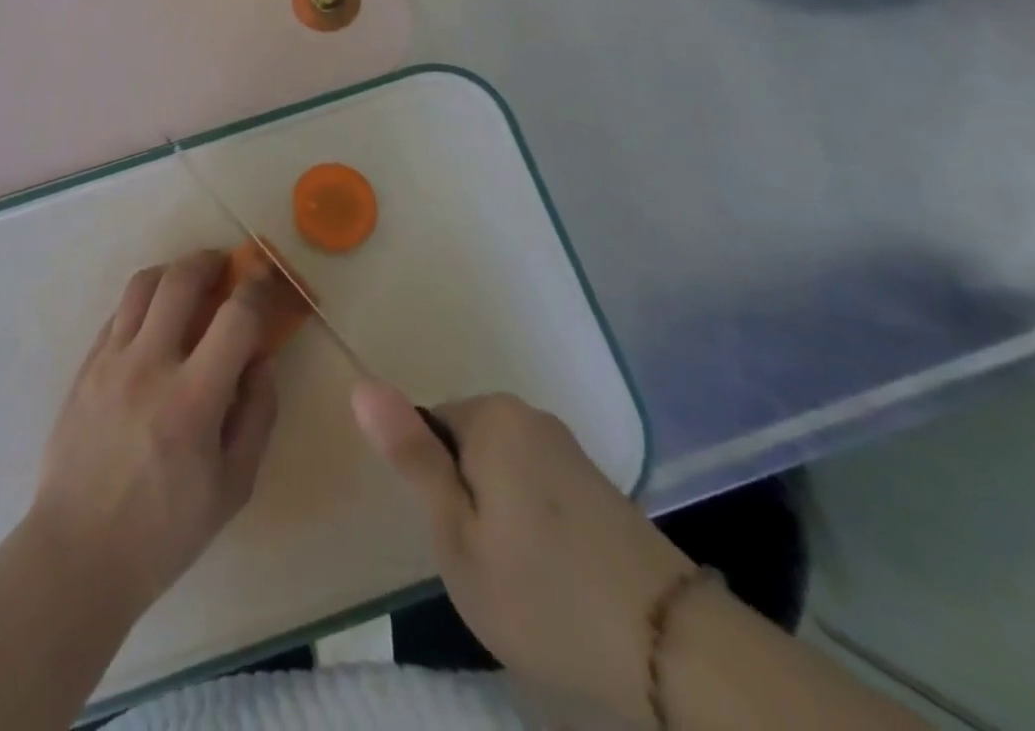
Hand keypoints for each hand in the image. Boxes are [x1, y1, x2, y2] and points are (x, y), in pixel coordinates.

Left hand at [29, 251, 280, 621]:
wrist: (79, 551)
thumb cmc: (165, 530)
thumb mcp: (234, 486)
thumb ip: (257, 415)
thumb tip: (261, 360)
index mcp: (193, 400)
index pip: (235, 318)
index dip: (257, 288)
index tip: (265, 276)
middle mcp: (149, 365)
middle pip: (180, 280)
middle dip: (209, 260)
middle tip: (224, 264)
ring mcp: (110, 361)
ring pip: (142, 285)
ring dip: (172, 271)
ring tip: (188, 281)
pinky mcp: (85, 366)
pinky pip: (117, 313)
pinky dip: (143, 302)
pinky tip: (154, 319)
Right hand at [353, 384, 692, 725]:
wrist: (673, 648)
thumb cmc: (542, 592)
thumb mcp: (456, 535)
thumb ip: (411, 457)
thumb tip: (362, 385)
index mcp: (490, 416)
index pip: (426, 429)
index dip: (434, 488)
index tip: (457, 539)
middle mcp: (528, 414)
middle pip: (464, 445)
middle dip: (465, 498)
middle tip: (486, 563)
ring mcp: (567, 446)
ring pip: (500, 468)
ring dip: (498, 512)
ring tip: (523, 575)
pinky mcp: (596, 479)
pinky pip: (536, 484)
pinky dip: (533, 521)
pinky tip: (556, 572)